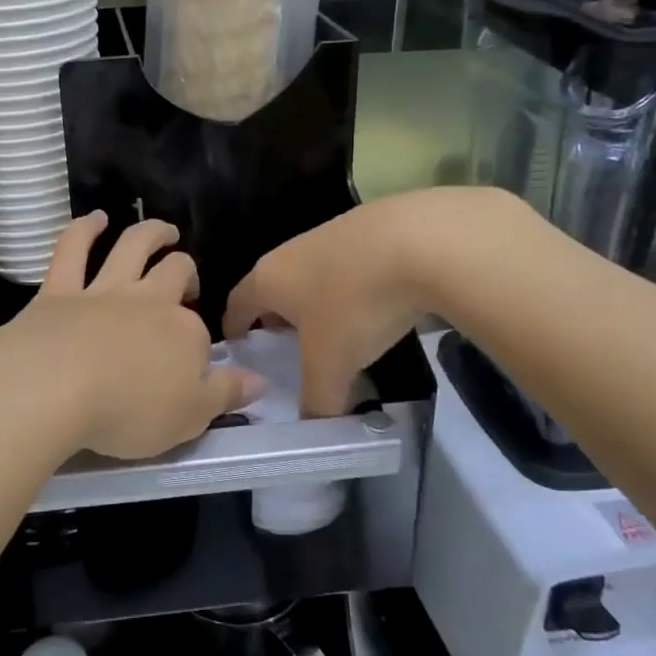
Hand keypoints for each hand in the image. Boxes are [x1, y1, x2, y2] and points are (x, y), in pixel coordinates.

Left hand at [0, 214, 257, 460]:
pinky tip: (95, 219)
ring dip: (150, 233)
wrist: (53, 387)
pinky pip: (74, 248)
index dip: (198, 342)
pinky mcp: (59, 289)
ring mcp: (103, 290)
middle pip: (174, 271)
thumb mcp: (190, 417)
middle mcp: (148, 301)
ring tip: (162, 230)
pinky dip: (84, 229)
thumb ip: (226, 395)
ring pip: (133, 247)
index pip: (199, 331)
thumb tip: (260, 380)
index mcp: (183, 332)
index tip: (194, 361)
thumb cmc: (128, 411)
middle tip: (185, 276)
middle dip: (184, 268)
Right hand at [224, 188, 516, 415]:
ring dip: (316, 304)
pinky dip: (350, 289)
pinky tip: (375, 308)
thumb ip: (318, 400)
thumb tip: (315, 427)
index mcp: (268, 279)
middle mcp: (289, 252)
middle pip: (272, 289)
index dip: (234, 331)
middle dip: (277, 320)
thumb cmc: (356, 303)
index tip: (240, 353)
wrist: (421, 239)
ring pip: (310, 276)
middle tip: (291, 353)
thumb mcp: (333, 364)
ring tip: (337, 334)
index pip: (236, 305)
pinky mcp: (367, 229)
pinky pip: (346, 267)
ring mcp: (328, 235)